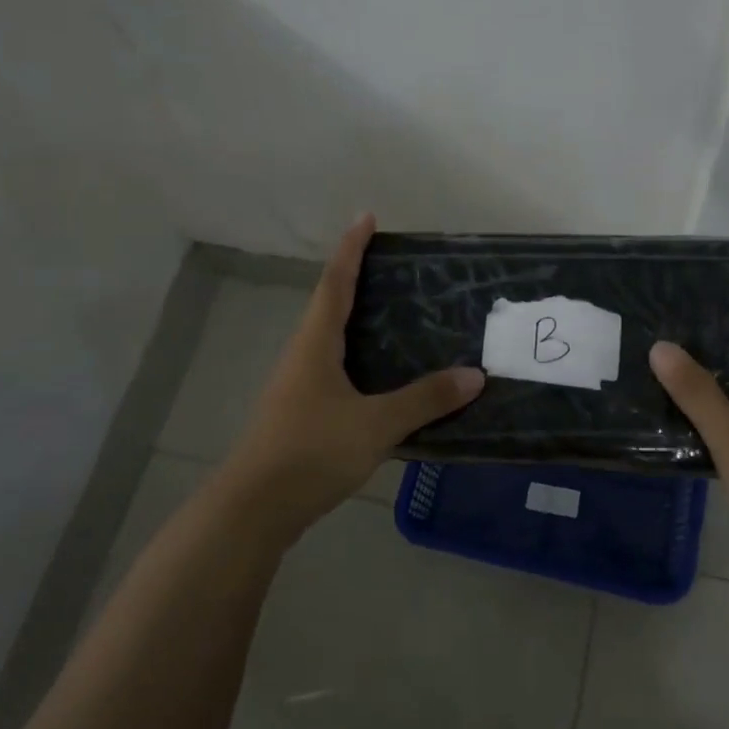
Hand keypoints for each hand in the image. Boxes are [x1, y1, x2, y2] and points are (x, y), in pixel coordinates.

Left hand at [221, 214, 484, 546]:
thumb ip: (425, 399)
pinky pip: (334, 369)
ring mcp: (297, 386)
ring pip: (330, 340)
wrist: (253, 510)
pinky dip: (358, 357)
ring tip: (395, 315)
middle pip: (329, 305)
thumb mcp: (376, 424)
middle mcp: (302, 356)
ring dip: (356, 319)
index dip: (351, 248)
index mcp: (315, 344)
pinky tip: (381, 376)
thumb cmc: (311, 452)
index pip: (335, 282)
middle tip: (394, 267)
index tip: (366, 217)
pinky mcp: (300, 414)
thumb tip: (474, 375)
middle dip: (356, 279)